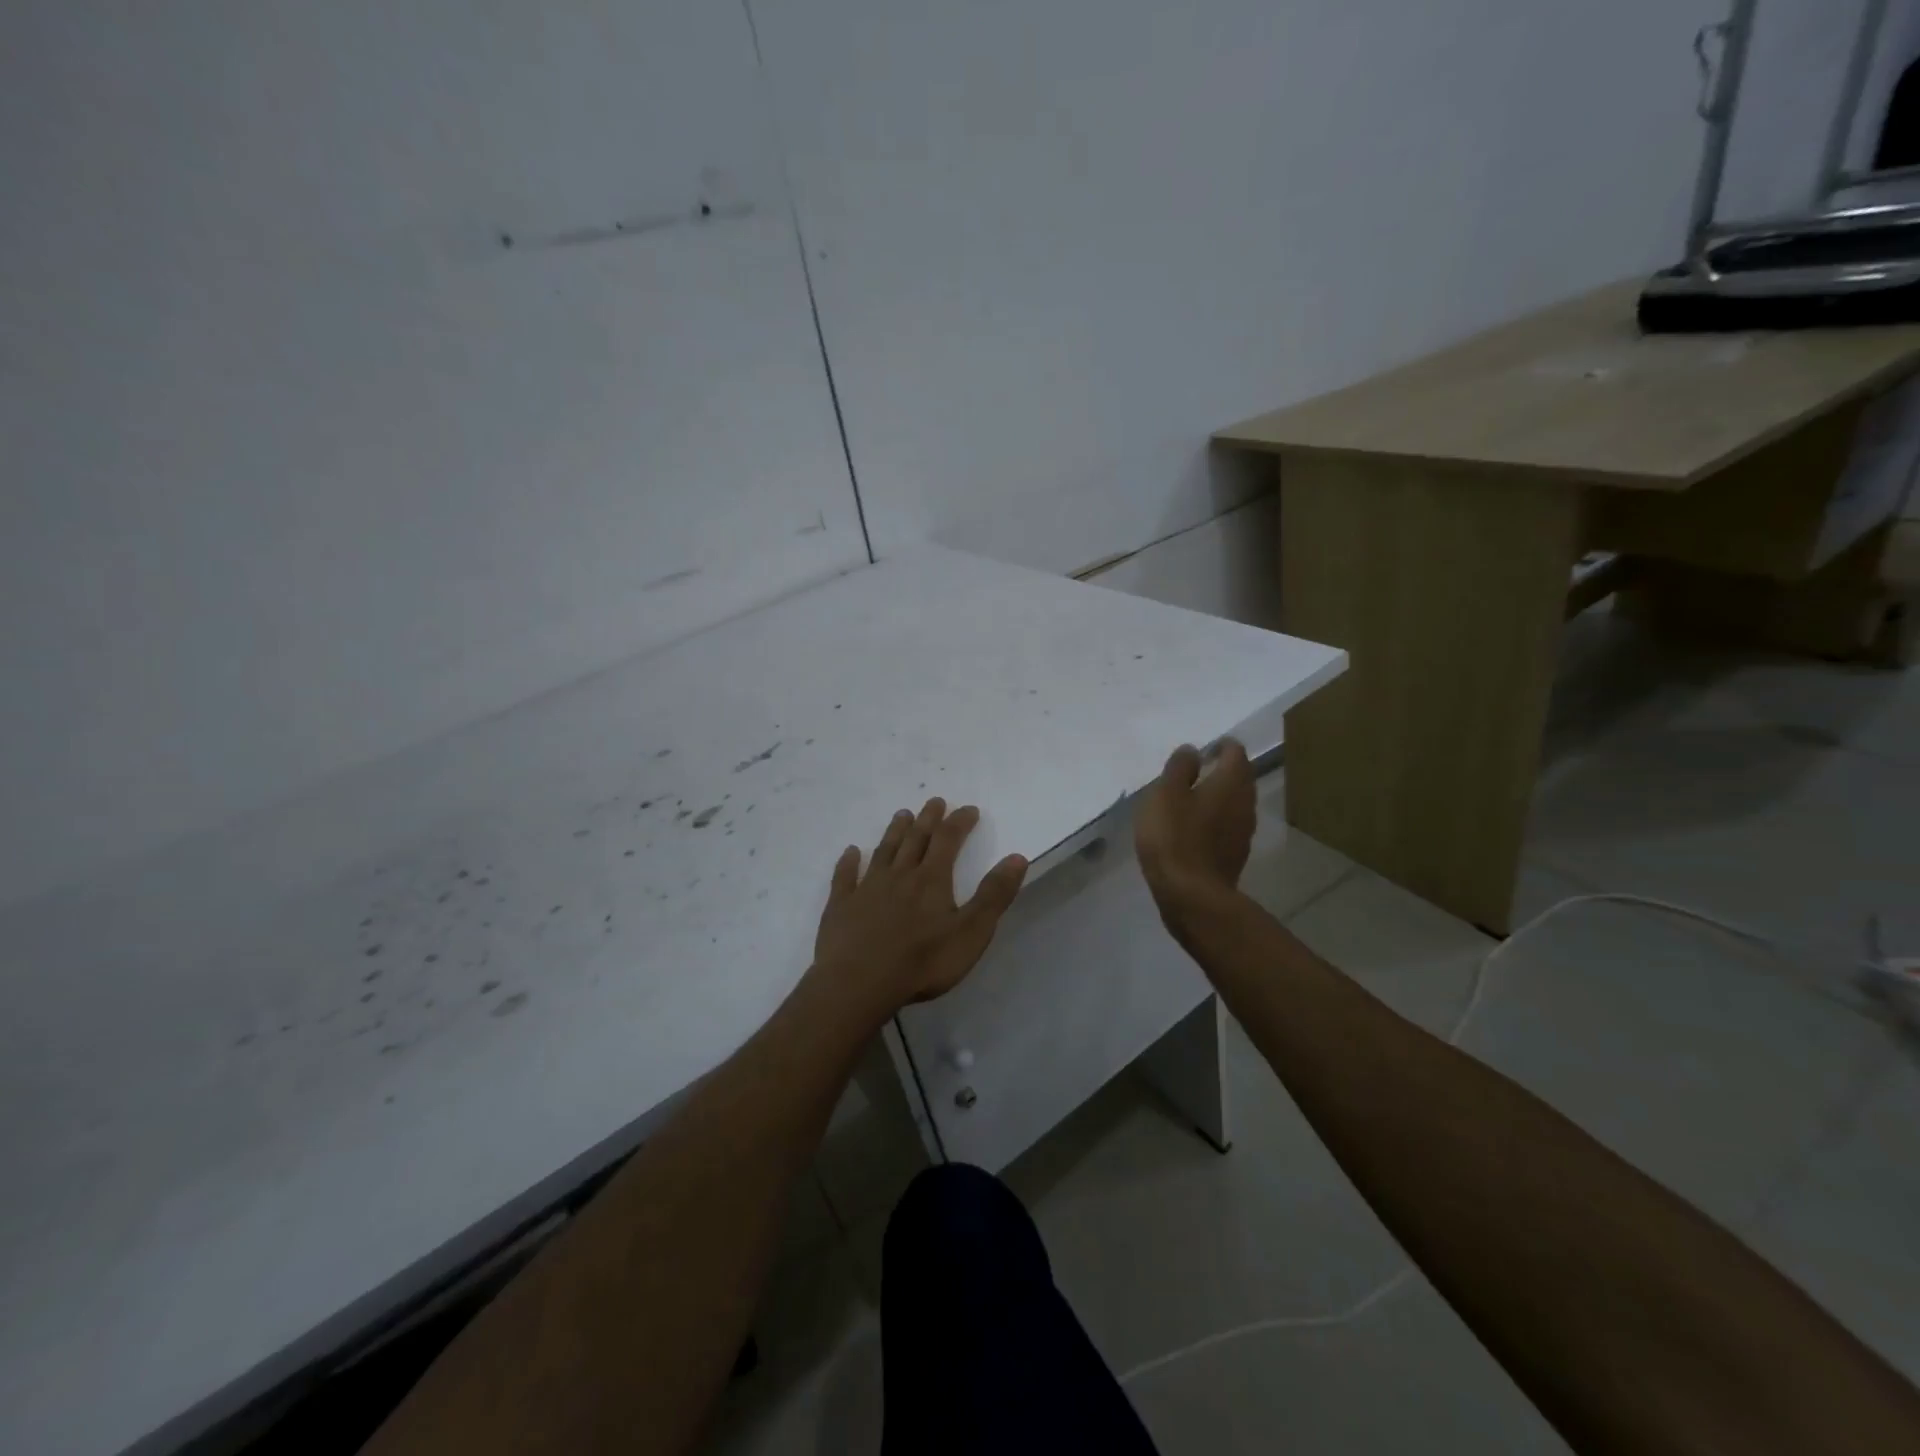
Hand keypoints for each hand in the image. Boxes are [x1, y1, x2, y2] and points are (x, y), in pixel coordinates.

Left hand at [813, 798, 1028, 1017]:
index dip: (959, 822)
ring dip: (894, 832)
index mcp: (931, 880)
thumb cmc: (922, 961)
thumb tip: (1017, 857)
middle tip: (934, 801)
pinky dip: (848, 862)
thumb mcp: (971, 932)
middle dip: (928, 819)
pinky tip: (850, 853)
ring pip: (883, 852)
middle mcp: (899, 875)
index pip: (948, 840)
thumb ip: (994, 895)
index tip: (969, 809)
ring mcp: (867, 889)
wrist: (859, 982)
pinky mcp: (841, 907)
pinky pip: (845, 878)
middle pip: (915, 839)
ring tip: (901, 815)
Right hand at [1135, 740, 1255, 923]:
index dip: (1220, 746)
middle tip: (1194, 772)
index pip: (1235, 752)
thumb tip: (1192, 750)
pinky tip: (1193, 829)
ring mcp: (1244, 832)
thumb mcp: (1166, 793)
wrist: (1191, 896)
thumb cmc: (1175, 836)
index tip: (1202, 750)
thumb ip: (1179, 768)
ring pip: (1235, 804)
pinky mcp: (1235, 856)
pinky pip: (1227, 827)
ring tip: (1190, 800)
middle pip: (1240, 778)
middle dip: (1221, 771)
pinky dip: (1214, 821)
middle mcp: (1246, 803)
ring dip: (1218, 797)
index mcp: (1231, 782)